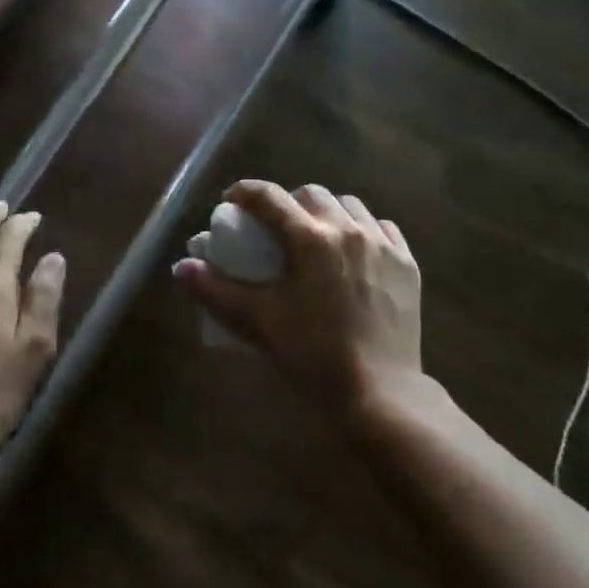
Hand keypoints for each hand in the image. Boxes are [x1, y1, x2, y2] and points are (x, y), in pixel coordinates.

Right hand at [175, 182, 422, 416]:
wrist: (380, 395)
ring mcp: (382, 245)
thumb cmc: (313, 355)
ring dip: (327, 212)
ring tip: (316, 236)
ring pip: (350, 206)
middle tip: (275, 227)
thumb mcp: (259, 321)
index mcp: (310, 238)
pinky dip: (363, 230)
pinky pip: (382, 229)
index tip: (231, 202)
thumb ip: (216, 291)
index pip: (269, 197)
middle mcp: (347, 230)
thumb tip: (181, 267)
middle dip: (287, 202)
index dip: (244, 192)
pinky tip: (355, 251)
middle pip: (311, 194)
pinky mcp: (407, 265)